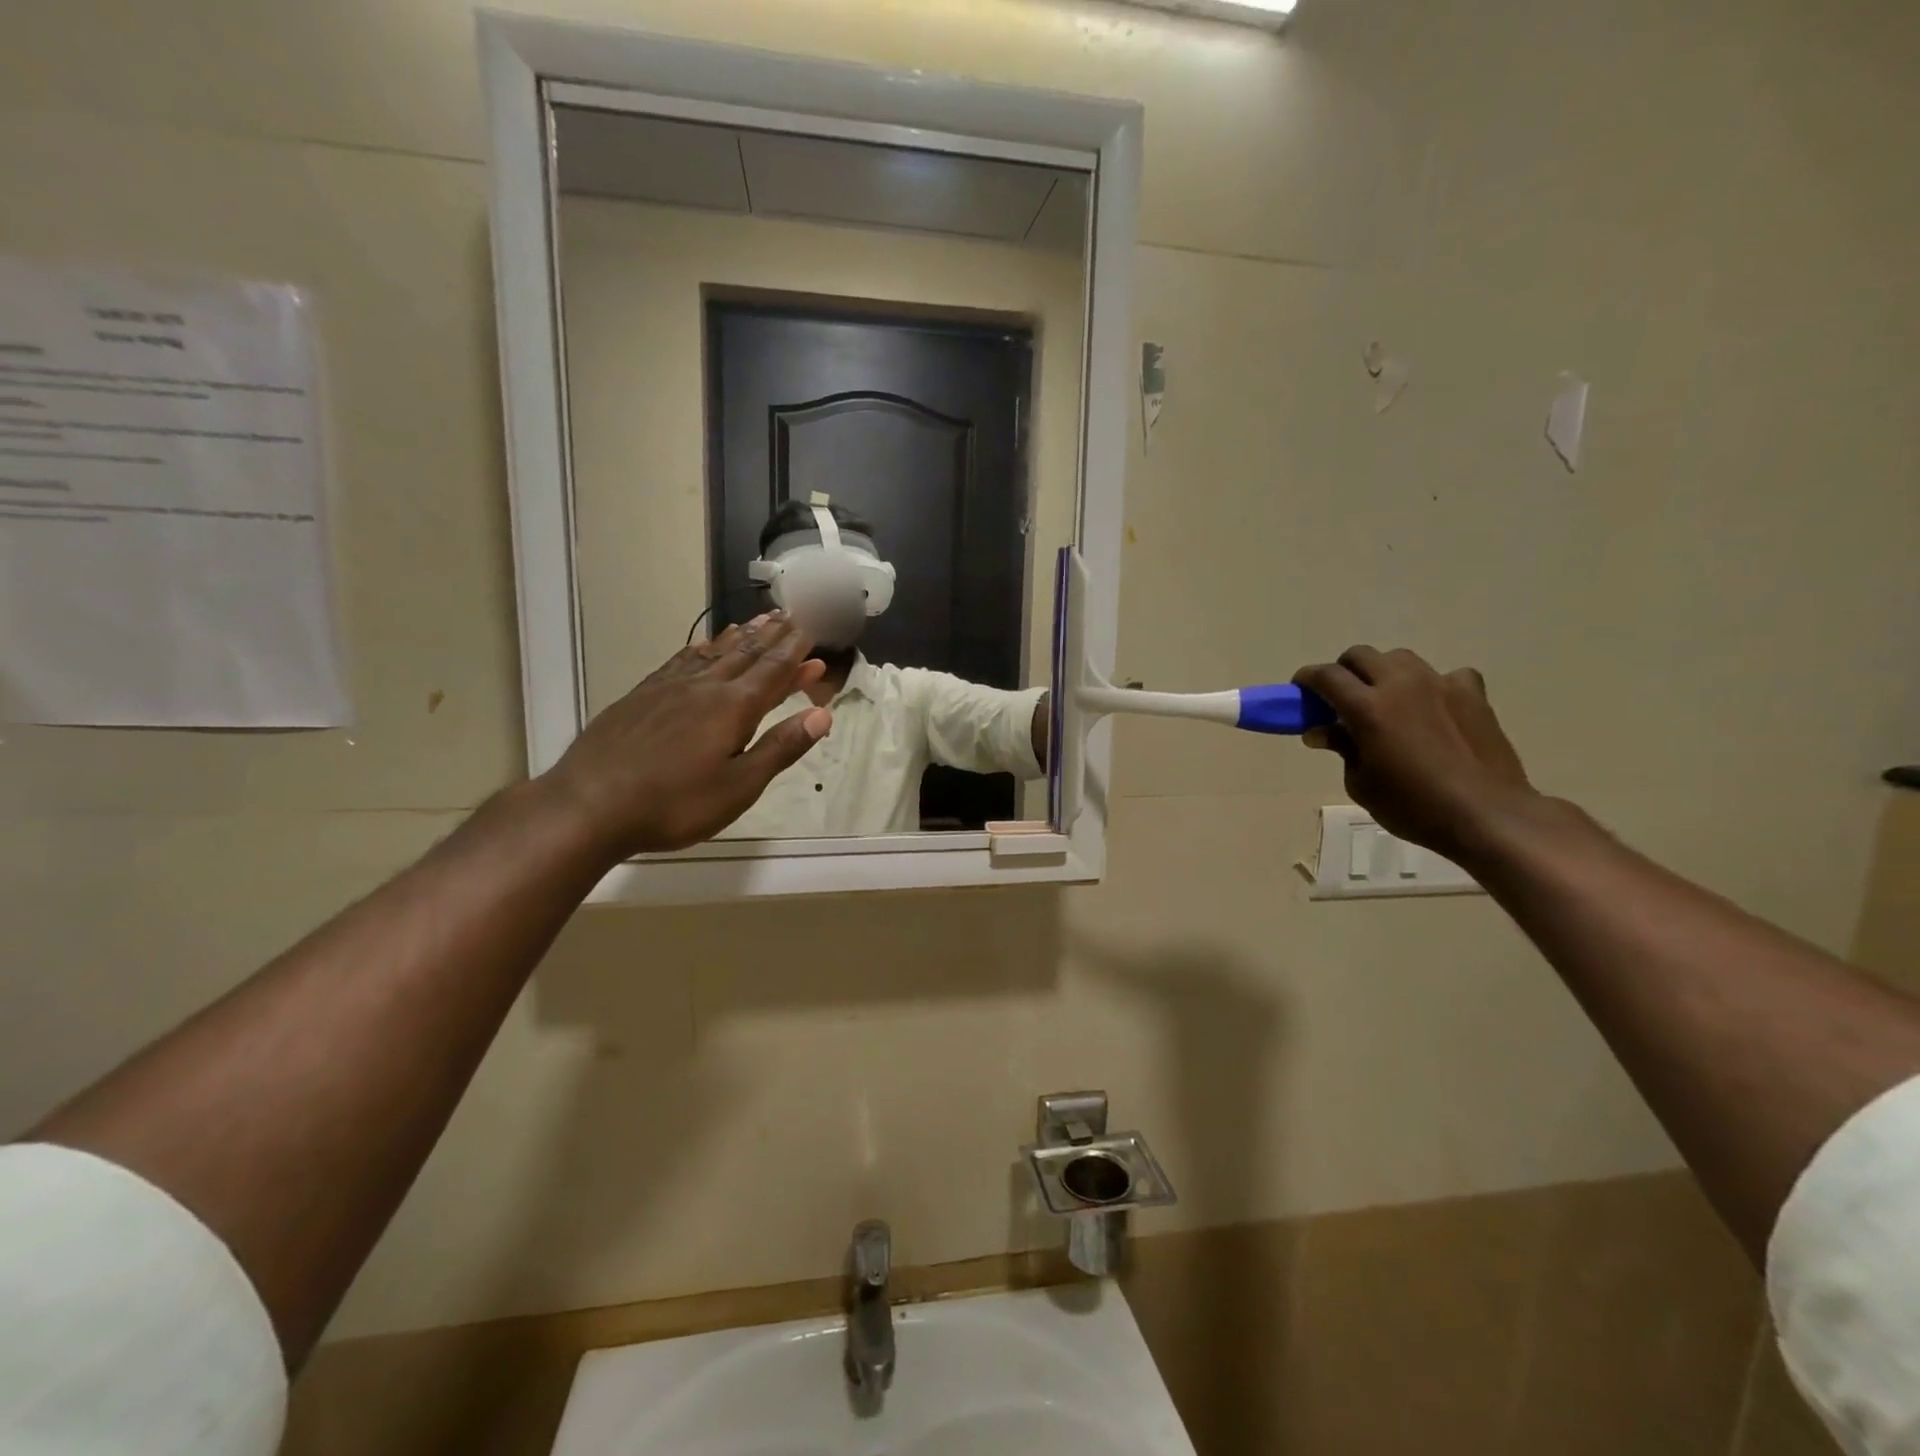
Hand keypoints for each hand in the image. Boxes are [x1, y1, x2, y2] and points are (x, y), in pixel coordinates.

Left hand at [539, 613, 831, 859]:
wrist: (589, 805)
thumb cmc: (674, 804)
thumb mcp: (739, 786)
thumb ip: (780, 747)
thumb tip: (822, 714)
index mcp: (733, 707)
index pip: (774, 669)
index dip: (796, 649)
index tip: (812, 627)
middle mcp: (704, 686)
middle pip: (746, 653)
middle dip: (773, 634)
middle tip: (791, 615)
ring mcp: (669, 688)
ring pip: (714, 652)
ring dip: (741, 636)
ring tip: (759, 620)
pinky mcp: (642, 695)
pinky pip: (681, 660)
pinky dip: (701, 648)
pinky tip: (703, 645)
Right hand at [1293, 646, 1538, 864]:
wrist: (1488, 814)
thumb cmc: (1414, 806)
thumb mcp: (1361, 783)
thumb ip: (1341, 748)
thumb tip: (1321, 732)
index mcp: (1368, 708)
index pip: (1326, 676)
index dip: (1307, 679)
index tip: (1299, 691)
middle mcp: (1401, 685)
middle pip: (1361, 655)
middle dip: (1343, 671)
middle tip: (1340, 698)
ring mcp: (1441, 685)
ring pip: (1400, 659)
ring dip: (1383, 673)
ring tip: (1386, 701)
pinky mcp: (1473, 694)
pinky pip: (1445, 675)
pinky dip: (1431, 686)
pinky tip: (1433, 709)